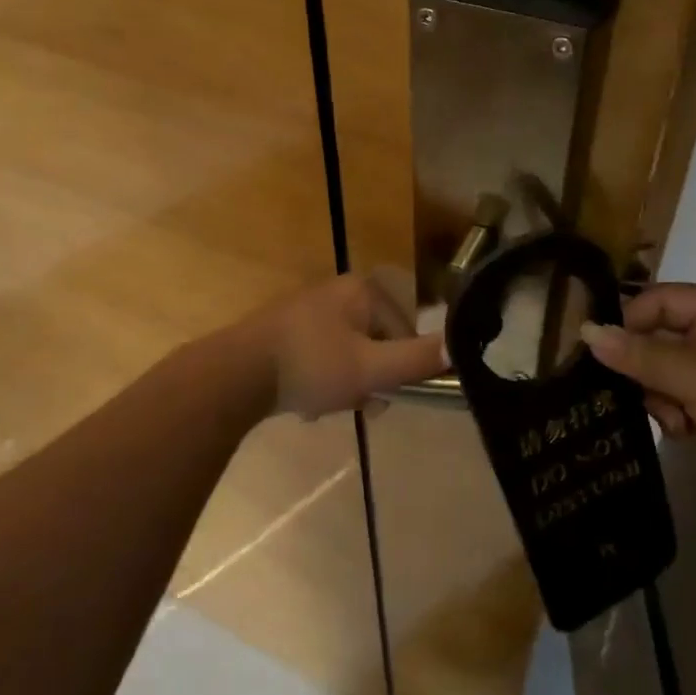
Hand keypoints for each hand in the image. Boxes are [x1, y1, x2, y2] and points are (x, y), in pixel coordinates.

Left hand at [254, 270, 446, 420]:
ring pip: (349, 354)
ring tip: (323, 403)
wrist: (236, 373)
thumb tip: (459, 347)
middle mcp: (338, 291)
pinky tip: (304, 400)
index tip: (379, 394)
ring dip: (344, 384)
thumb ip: (416, 360)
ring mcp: (309, 309)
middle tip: (352, 401)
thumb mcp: (371, 368)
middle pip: (376, 343)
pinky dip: (320, 380)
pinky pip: (322, 357)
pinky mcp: (287, 329)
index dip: (397, 368)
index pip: (404, 331)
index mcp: (362, 290)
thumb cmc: (311, 365)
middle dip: (368, 378)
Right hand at [580, 284, 695, 511]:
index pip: (656, 301)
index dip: (629, 322)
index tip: (605, 355)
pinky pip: (676, 399)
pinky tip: (685, 434)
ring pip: (661, 372)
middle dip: (644, 369)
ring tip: (674, 422)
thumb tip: (587, 332)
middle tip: (638, 395)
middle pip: (655, 337)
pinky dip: (673, 415)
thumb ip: (641, 355)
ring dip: (658, 397)